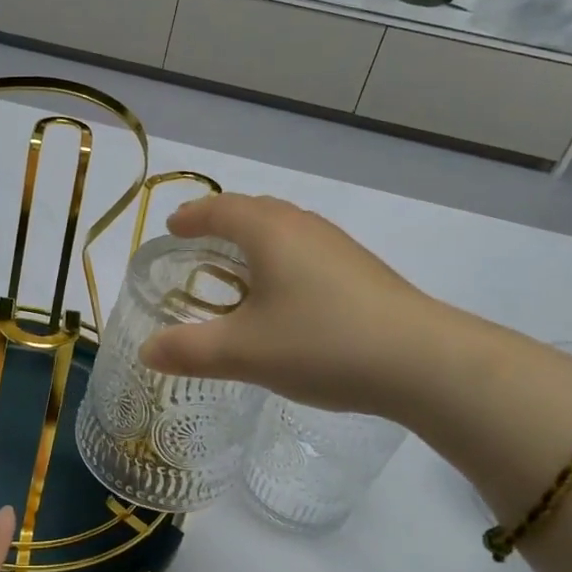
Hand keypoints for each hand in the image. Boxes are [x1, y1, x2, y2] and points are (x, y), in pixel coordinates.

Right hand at [139, 193, 450, 415]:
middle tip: (199, 245)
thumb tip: (148, 351)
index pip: (219, 209)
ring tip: (238, 269)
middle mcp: (303, 226)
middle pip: (254, 211)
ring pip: (284, 230)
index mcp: (269, 231)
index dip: (191, 217)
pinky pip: (306, 251)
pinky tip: (286, 297)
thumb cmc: (322, 343)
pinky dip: (282, 260)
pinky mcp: (362, 270)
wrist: (423, 362)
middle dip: (221, 223)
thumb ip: (189, 350)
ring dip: (254, 242)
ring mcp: (338, 246)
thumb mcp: (244, 353)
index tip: (171, 228)